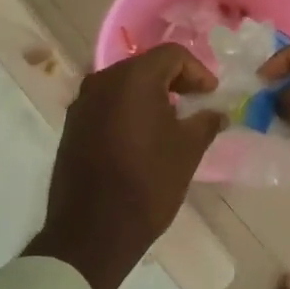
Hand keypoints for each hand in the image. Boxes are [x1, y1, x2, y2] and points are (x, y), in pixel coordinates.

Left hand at [28, 45, 223, 288]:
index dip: (198, 71)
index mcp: (133, 78)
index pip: (172, 55)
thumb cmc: (147, 184)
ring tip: (172, 121)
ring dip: (151, 95)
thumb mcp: (187, 151)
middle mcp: (103, 80)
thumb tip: (216, 112)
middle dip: (174, 80)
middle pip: (146, 65)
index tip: (211, 95)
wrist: (91, 233)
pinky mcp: (72, 125)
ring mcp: (82, 103)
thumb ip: (206, 121)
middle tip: (195, 103)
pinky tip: (143, 136)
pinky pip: (107, 103)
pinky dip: (129, 109)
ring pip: (125, 84)